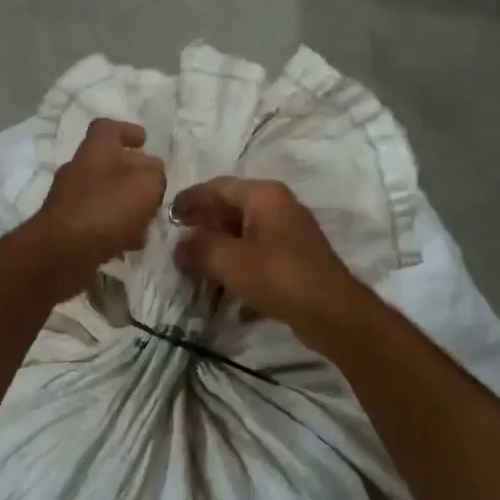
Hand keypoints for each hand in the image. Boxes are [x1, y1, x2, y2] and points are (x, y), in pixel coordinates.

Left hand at [27, 118, 165, 297]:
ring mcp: (69, 199)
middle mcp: (79, 169)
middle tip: (153, 187)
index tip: (144, 141)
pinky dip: (114, 227)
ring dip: (125, 204)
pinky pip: (96, 220)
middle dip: (132, 174)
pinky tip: (130, 242)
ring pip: (104, 194)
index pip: (108, 128)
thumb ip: (155, 175)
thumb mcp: (146, 185)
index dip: (127, 131)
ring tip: (147, 220)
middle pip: (108, 163)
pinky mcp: (66, 227)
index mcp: (96, 149)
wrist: (62, 250)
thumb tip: (152, 173)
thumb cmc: (107, 208)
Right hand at [171, 178, 369, 346]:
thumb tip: (180, 248)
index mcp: (263, 195)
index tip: (167, 215)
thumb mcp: (229, 261)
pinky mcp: (293, 258)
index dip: (190, 199)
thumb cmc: (278, 276)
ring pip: (243, 232)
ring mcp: (288, 232)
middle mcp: (278, 206)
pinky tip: (222, 284)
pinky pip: (256, 252)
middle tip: (178, 239)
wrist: (332, 312)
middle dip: (203, 224)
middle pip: (231, 208)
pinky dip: (237, 262)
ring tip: (194, 264)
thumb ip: (198, 249)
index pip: (217, 187)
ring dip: (218, 246)